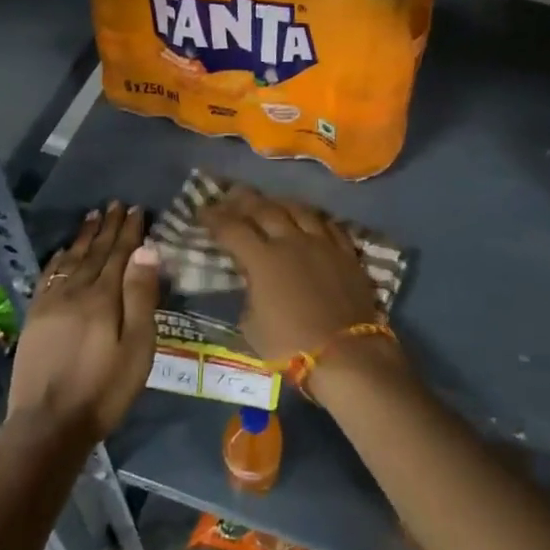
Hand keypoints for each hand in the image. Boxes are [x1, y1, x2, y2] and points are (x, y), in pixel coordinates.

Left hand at [7, 203, 159, 443]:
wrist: (48, 424)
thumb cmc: (104, 389)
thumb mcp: (137, 347)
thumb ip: (141, 296)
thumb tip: (147, 249)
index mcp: (104, 297)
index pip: (120, 254)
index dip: (130, 231)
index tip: (137, 209)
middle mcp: (76, 291)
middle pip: (95, 252)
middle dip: (108, 227)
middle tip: (116, 204)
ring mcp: (51, 303)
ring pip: (71, 260)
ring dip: (84, 237)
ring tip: (93, 216)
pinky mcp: (35, 317)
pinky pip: (48, 276)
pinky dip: (59, 259)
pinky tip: (64, 251)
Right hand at [201, 187, 402, 393]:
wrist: (346, 353)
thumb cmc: (290, 345)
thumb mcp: (252, 326)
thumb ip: (249, 295)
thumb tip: (253, 282)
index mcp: (262, 259)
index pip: (232, 228)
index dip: (214, 218)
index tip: (203, 211)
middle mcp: (291, 241)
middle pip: (264, 209)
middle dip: (243, 200)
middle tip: (231, 196)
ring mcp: (322, 244)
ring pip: (299, 209)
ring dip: (279, 203)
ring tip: (270, 202)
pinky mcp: (346, 253)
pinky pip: (328, 225)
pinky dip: (313, 219)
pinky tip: (310, 219)